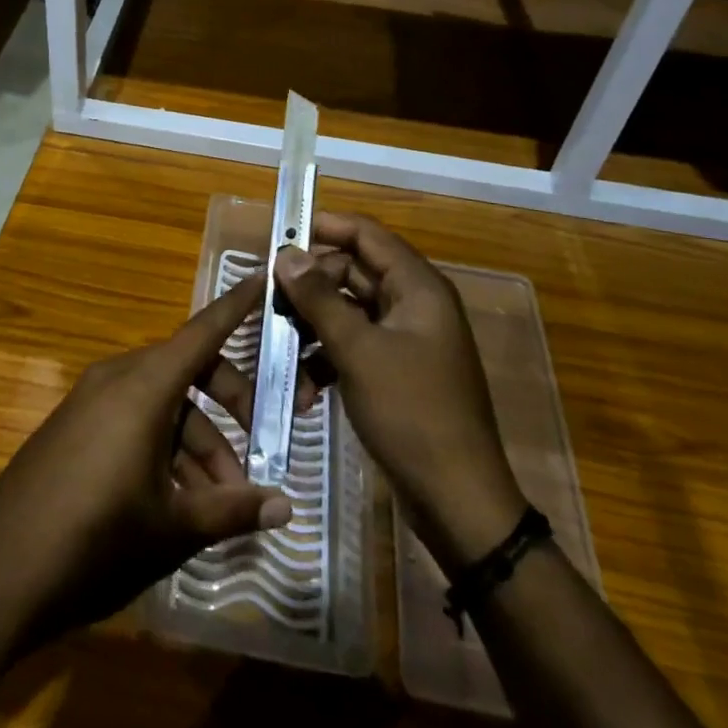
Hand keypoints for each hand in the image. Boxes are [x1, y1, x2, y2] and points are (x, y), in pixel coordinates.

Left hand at [0, 274, 291, 651]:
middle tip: (260, 449)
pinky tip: (176, 501)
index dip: (237, 305)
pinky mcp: (71, 428)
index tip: (264, 274)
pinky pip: (130, 419)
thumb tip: (286, 507)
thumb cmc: (95, 542)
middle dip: (230, 405)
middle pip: (187, 371)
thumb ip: (232, 510)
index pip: (203, 331)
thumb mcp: (173, 528)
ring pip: (160, 403)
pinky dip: (162, 446)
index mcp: (144, 386)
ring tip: (220, 501)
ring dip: (196, 441)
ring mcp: (88, 402)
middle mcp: (116, 379)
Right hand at [276, 211, 526, 574]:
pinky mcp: (396, 371)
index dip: (325, 227)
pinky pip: (354, 346)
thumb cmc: (411, 413)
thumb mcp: (358, 351)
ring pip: (348, 312)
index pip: (367, 235)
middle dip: (310, 287)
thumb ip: (319, 298)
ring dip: (314, 329)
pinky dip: (327, 360)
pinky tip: (304, 390)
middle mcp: (413, 304)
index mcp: (417, 287)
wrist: (457, 500)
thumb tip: (286, 254)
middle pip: (353, 272)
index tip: (279, 235)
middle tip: (269, 303)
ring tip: (280, 352)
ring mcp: (405, 339)